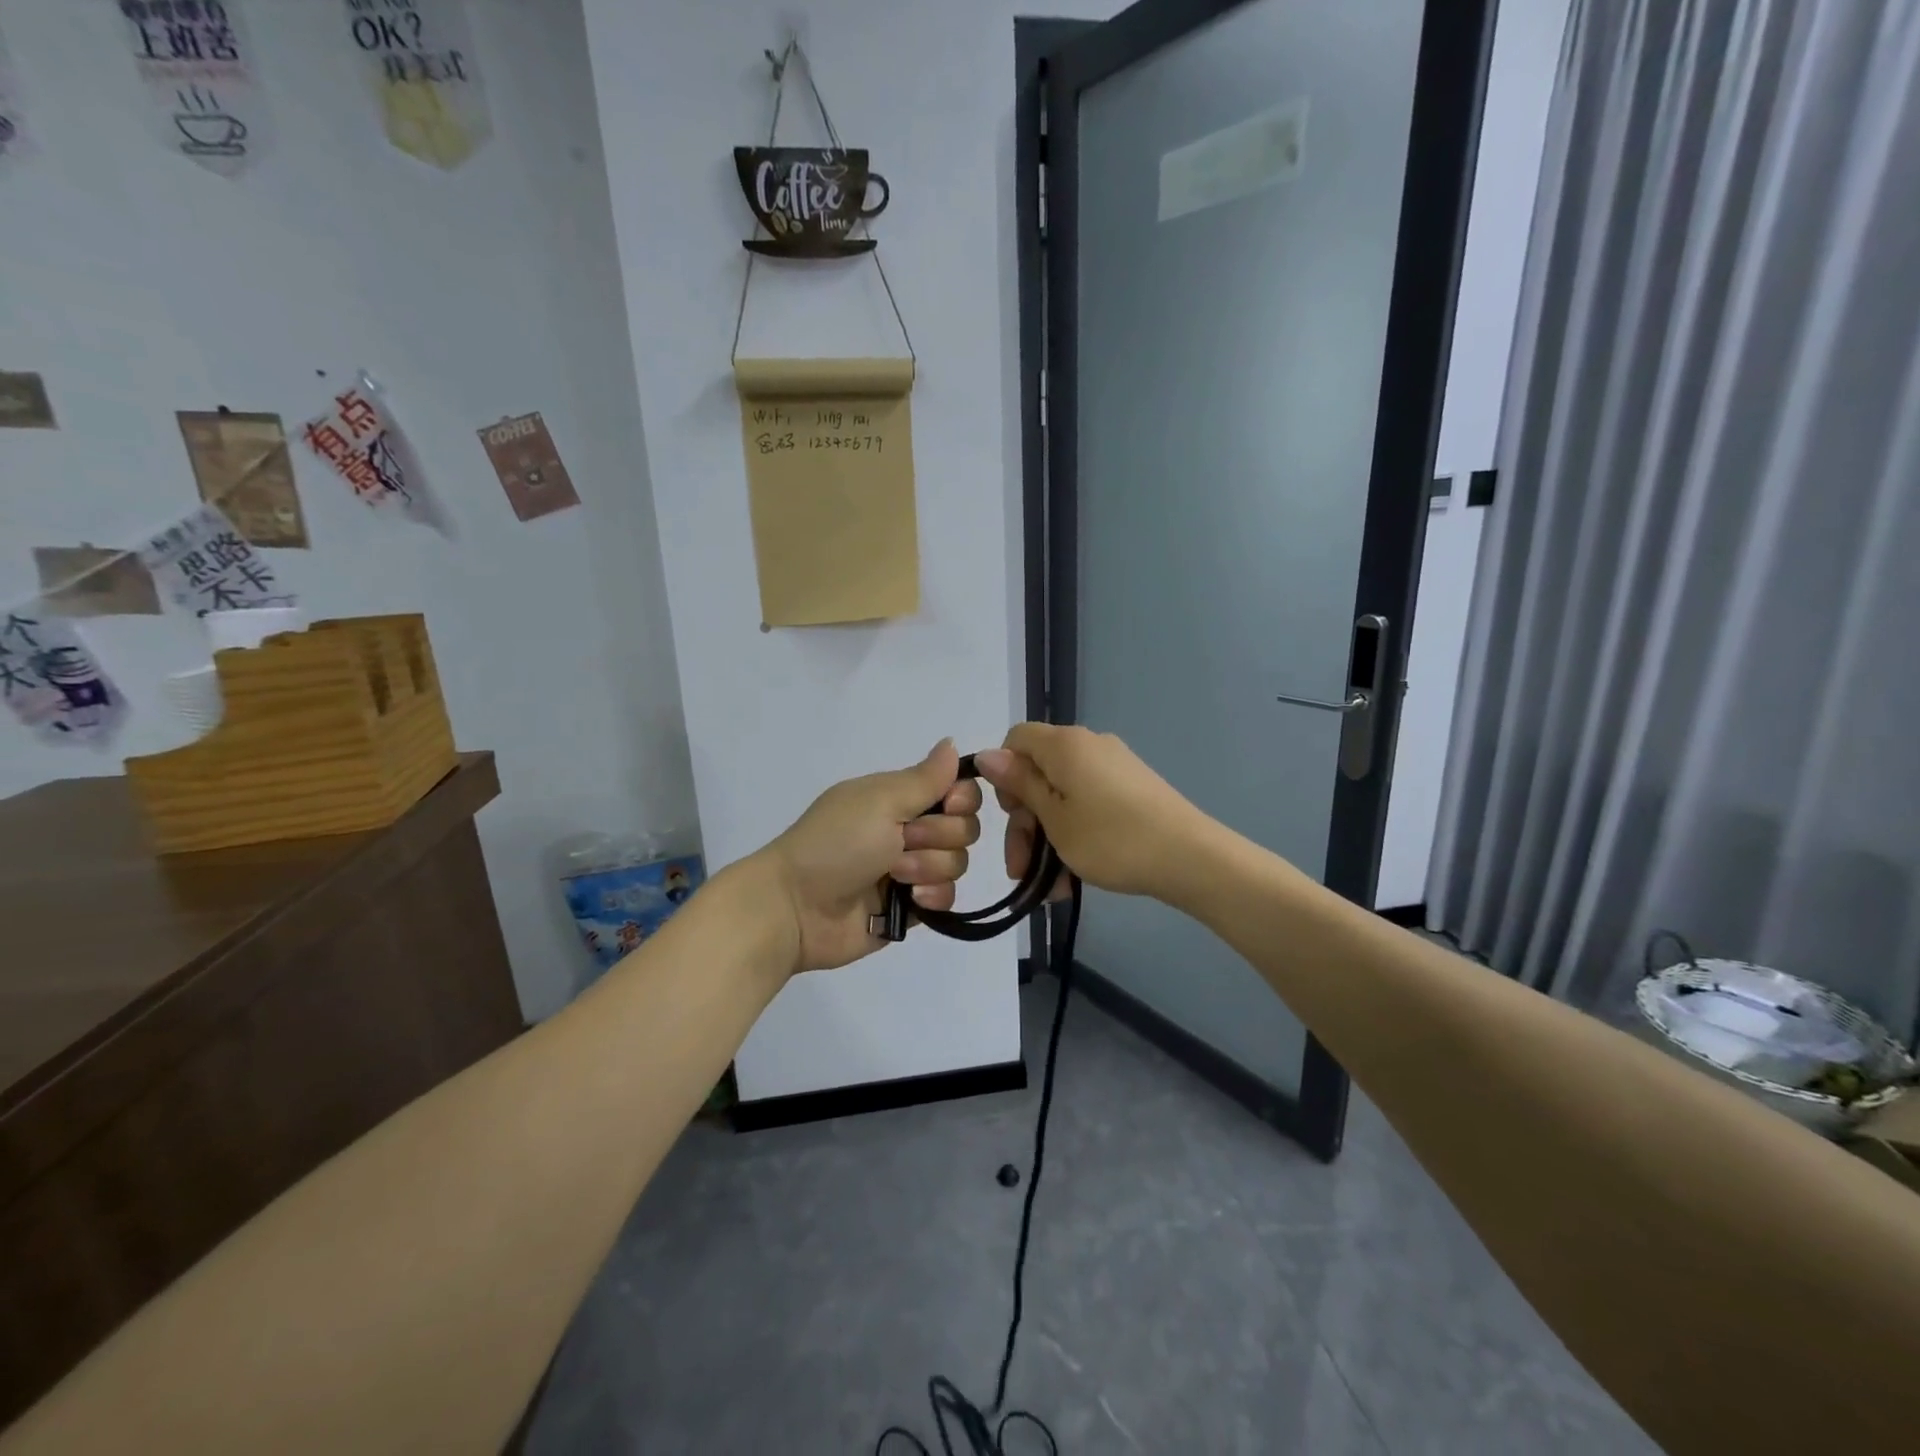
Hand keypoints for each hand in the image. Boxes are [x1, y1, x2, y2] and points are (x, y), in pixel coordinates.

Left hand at [757, 740, 982, 972]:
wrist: (797, 908)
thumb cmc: (836, 843)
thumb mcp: (880, 801)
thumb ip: (925, 778)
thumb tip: (951, 742)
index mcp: (899, 798)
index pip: (957, 790)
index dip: (962, 798)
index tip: (949, 805)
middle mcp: (909, 829)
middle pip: (964, 827)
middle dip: (939, 836)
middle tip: (902, 842)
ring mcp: (912, 870)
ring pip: (957, 863)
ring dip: (929, 867)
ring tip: (895, 877)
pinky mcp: (912, 906)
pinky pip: (947, 898)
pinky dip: (933, 898)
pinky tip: (910, 901)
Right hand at [973, 723, 1213, 898]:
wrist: (1191, 859)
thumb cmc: (1111, 839)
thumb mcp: (1055, 818)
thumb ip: (1020, 785)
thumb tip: (986, 754)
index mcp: (1065, 745)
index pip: (1016, 739)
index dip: (1004, 773)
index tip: (1011, 814)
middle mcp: (1088, 747)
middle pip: (1038, 774)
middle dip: (1024, 822)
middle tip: (1021, 868)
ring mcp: (1113, 768)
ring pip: (1062, 798)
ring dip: (1047, 839)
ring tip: (1048, 888)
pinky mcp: (1132, 790)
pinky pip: (1088, 806)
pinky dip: (1075, 836)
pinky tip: (1071, 879)